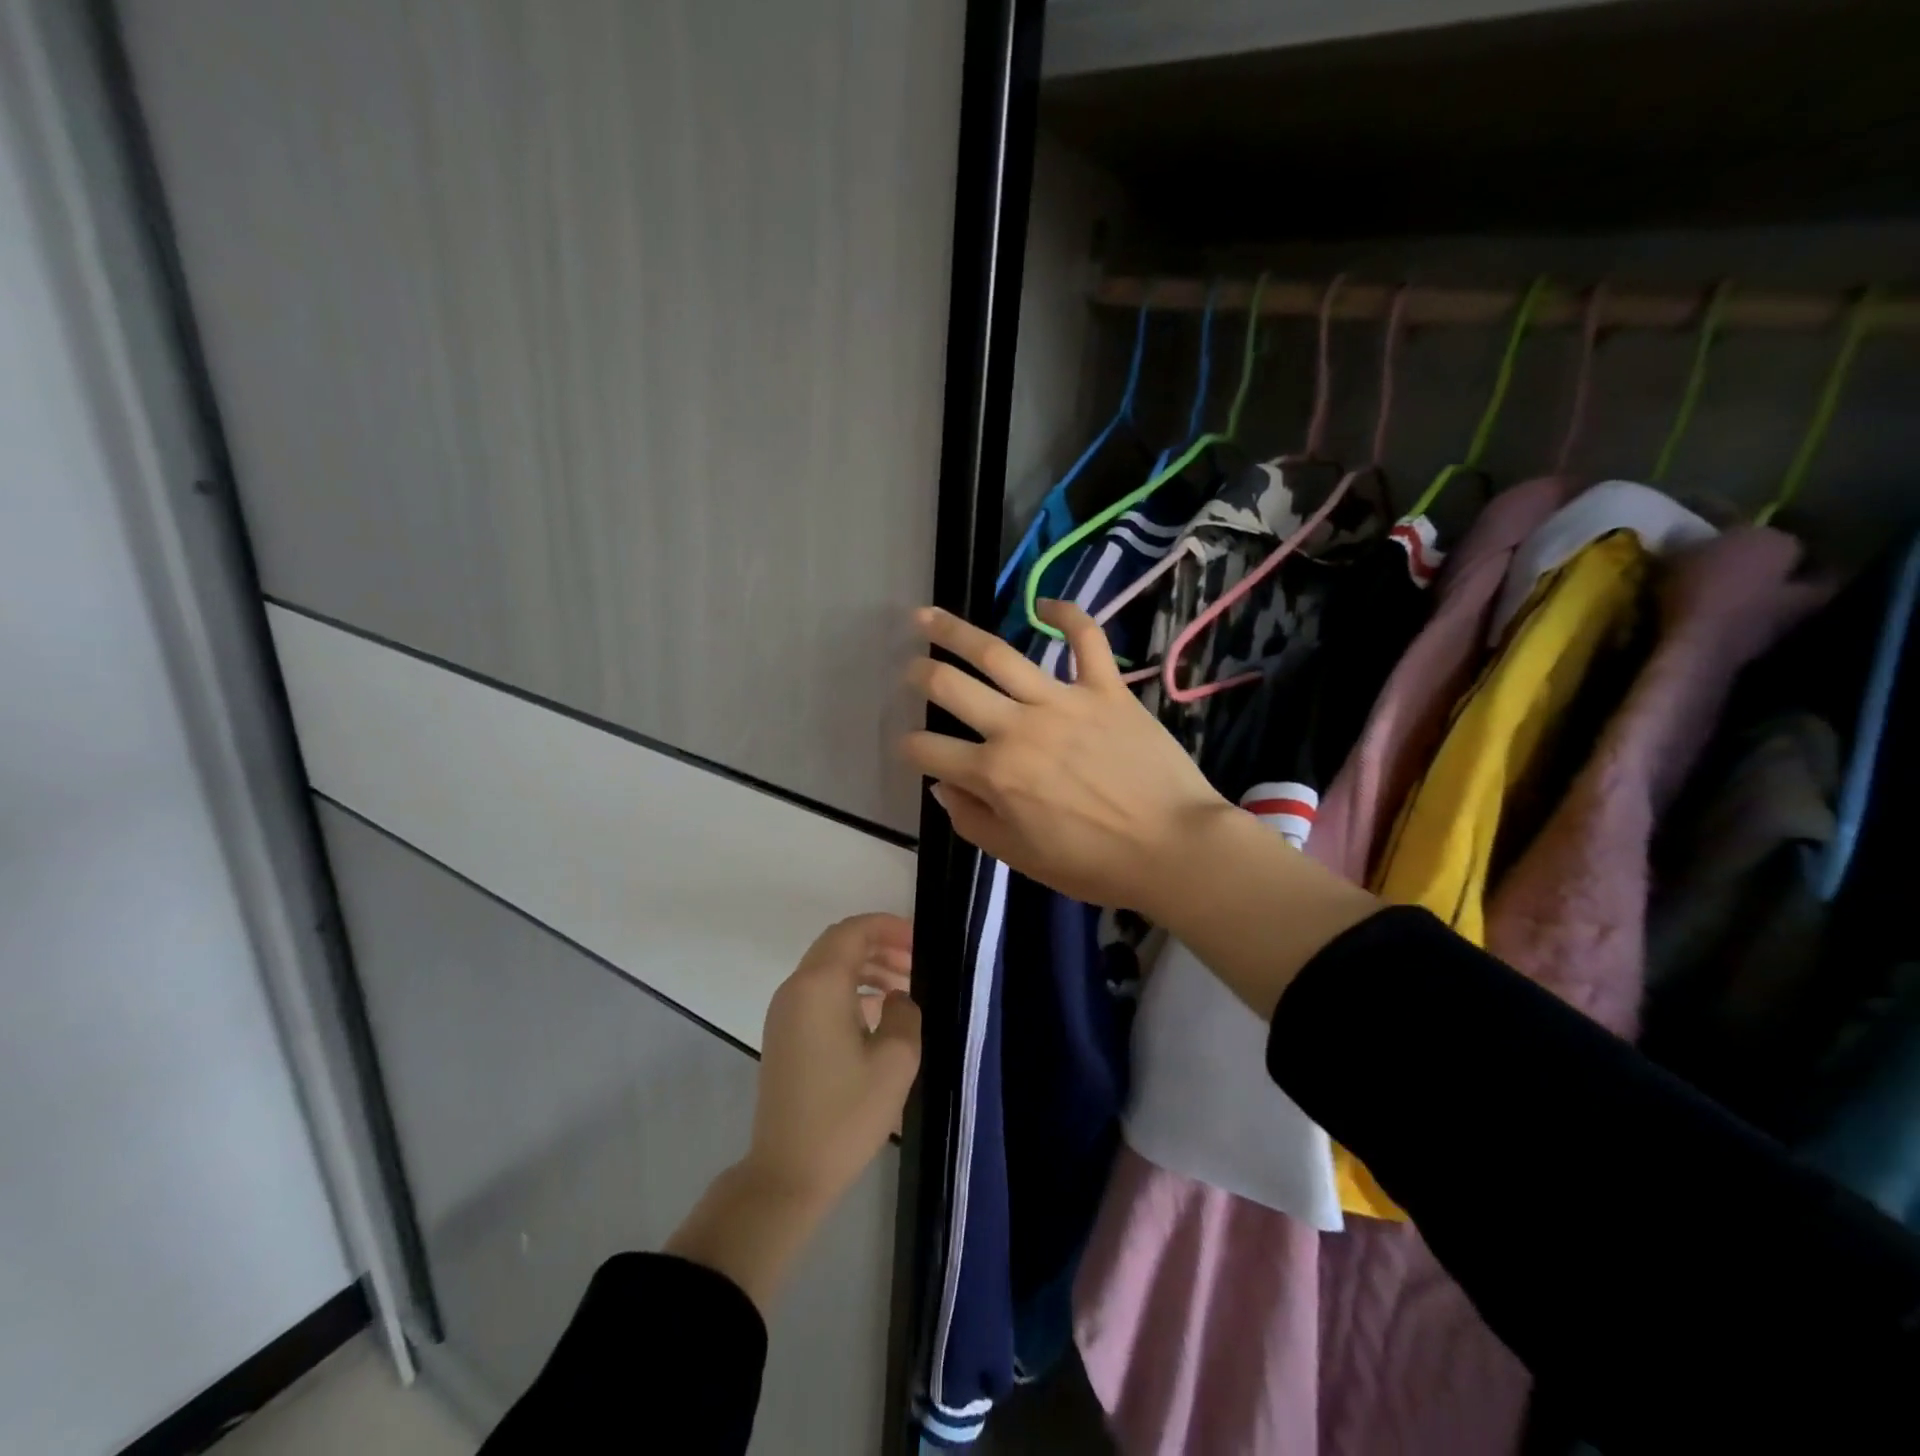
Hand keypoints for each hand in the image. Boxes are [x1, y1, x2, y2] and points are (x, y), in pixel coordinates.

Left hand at [743, 913, 920, 1212]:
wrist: (788, 1172)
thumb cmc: (846, 1115)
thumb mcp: (896, 1061)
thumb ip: (906, 1013)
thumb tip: (897, 998)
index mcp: (820, 985)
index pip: (853, 931)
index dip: (888, 927)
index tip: (920, 941)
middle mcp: (796, 988)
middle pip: (838, 944)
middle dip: (879, 944)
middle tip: (916, 962)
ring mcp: (784, 1011)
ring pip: (827, 967)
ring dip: (865, 966)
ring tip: (903, 987)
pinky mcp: (783, 1033)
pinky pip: (818, 991)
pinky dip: (848, 988)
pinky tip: (877, 1012)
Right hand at [900, 601, 1232, 917]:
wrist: (1174, 849)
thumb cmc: (1094, 864)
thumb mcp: (1021, 858)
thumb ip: (973, 821)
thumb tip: (944, 786)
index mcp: (994, 774)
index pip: (929, 750)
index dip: (908, 747)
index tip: (908, 746)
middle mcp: (1017, 728)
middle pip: (950, 687)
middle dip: (919, 674)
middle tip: (910, 669)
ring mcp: (1062, 701)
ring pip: (998, 653)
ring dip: (955, 631)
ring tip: (928, 617)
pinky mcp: (1105, 688)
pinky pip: (1085, 639)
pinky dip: (1066, 615)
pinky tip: (1044, 604)